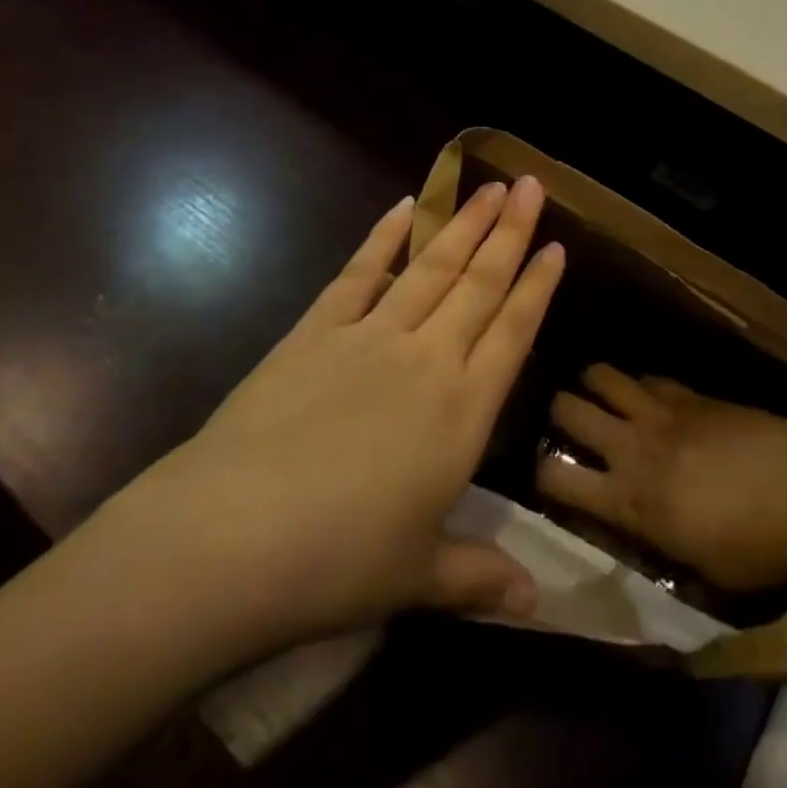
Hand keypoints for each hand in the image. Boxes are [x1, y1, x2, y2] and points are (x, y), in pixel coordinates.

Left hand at [126, 178, 564, 667]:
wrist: (229, 539)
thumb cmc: (337, 565)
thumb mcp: (418, 577)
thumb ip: (479, 577)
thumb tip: (537, 604)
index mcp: (462, 411)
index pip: (514, 332)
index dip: (538, 286)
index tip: (557, 243)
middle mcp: (426, 359)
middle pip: (479, 282)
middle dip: (509, 230)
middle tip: (529, 182)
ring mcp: (369, 337)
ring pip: (430, 266)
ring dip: (461, 223)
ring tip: (486, 184)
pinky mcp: (315, 331)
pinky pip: (358, 273)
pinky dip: (382, 238)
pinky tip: (402, 206)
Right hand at [535, 366, 786, 591]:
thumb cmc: (755, 550)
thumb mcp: (696, 571)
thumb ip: (656, 544)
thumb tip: (640, 532)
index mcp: (628, 501)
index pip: (554, 477)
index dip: (538, 473)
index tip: (542, 475)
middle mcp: (631, 448)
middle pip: (566, 409)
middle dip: (556, 413)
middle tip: (564, 424)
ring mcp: (660, 412)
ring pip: (600, 375)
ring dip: (591, 384)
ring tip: (596, 396)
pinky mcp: (690, 393)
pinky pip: (647, 377)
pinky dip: (638, 384)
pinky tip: (648, 397)